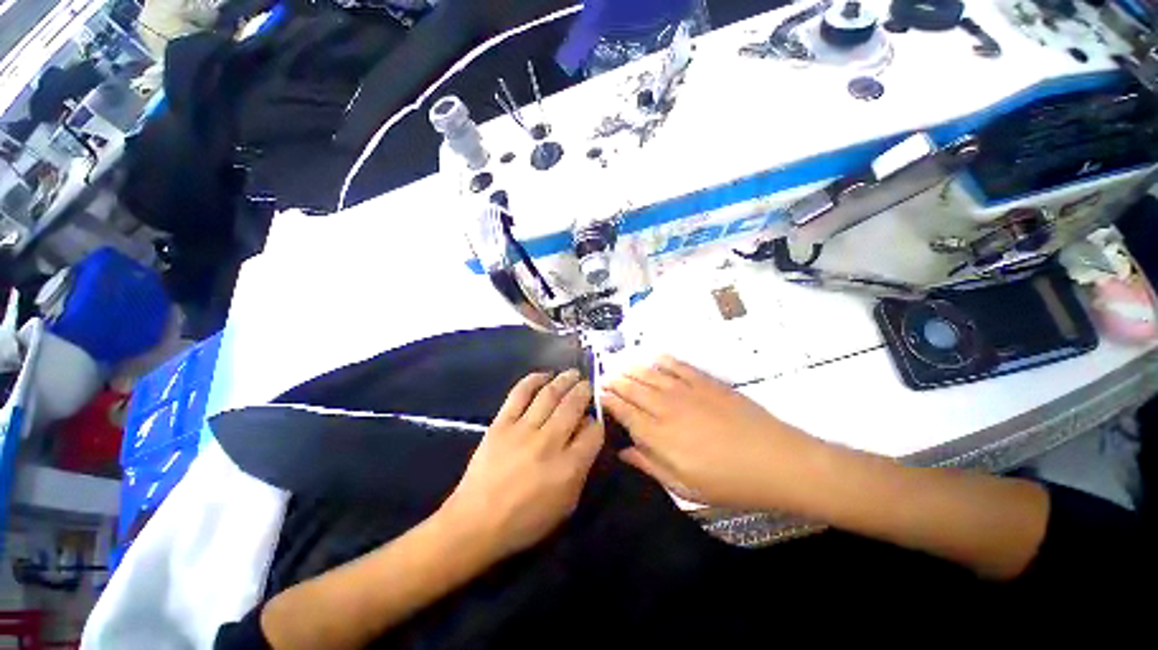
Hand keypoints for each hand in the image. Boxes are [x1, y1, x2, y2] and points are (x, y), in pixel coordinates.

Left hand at [440, 370, 604, 559]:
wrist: (475, 523)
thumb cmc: (525, 521)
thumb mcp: (566, 505)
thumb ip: (581, 469)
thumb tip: (585, 435)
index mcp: (569, 467)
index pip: (593, 432)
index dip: (597, 421)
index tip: (593, 419)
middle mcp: (550, 442)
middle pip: (574, 405)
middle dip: (585, 391)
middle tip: (587, 385)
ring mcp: (523, 429)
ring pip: (550, 394)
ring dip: (565, 380)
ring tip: (572, 374)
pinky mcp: (501, 423)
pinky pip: (520, 394)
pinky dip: (533, 380)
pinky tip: (544, 375)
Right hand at [603, 356, 822, 511]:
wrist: (776, 460)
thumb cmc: (729, 482)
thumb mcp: (685, 486)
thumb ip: (649, 465)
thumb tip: (623, 452)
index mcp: (658, 434)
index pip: (624, 411)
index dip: (609, 401)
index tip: (599, 395)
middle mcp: (666, 406)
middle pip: (632, 388)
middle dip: (615, 382)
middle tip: (605, 379)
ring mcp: (686, 390)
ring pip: (649, 374)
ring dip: (632, 369)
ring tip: (621, 367)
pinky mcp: (705, 381)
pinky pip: (677, 365)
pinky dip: (662, 360)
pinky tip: (654, 358)